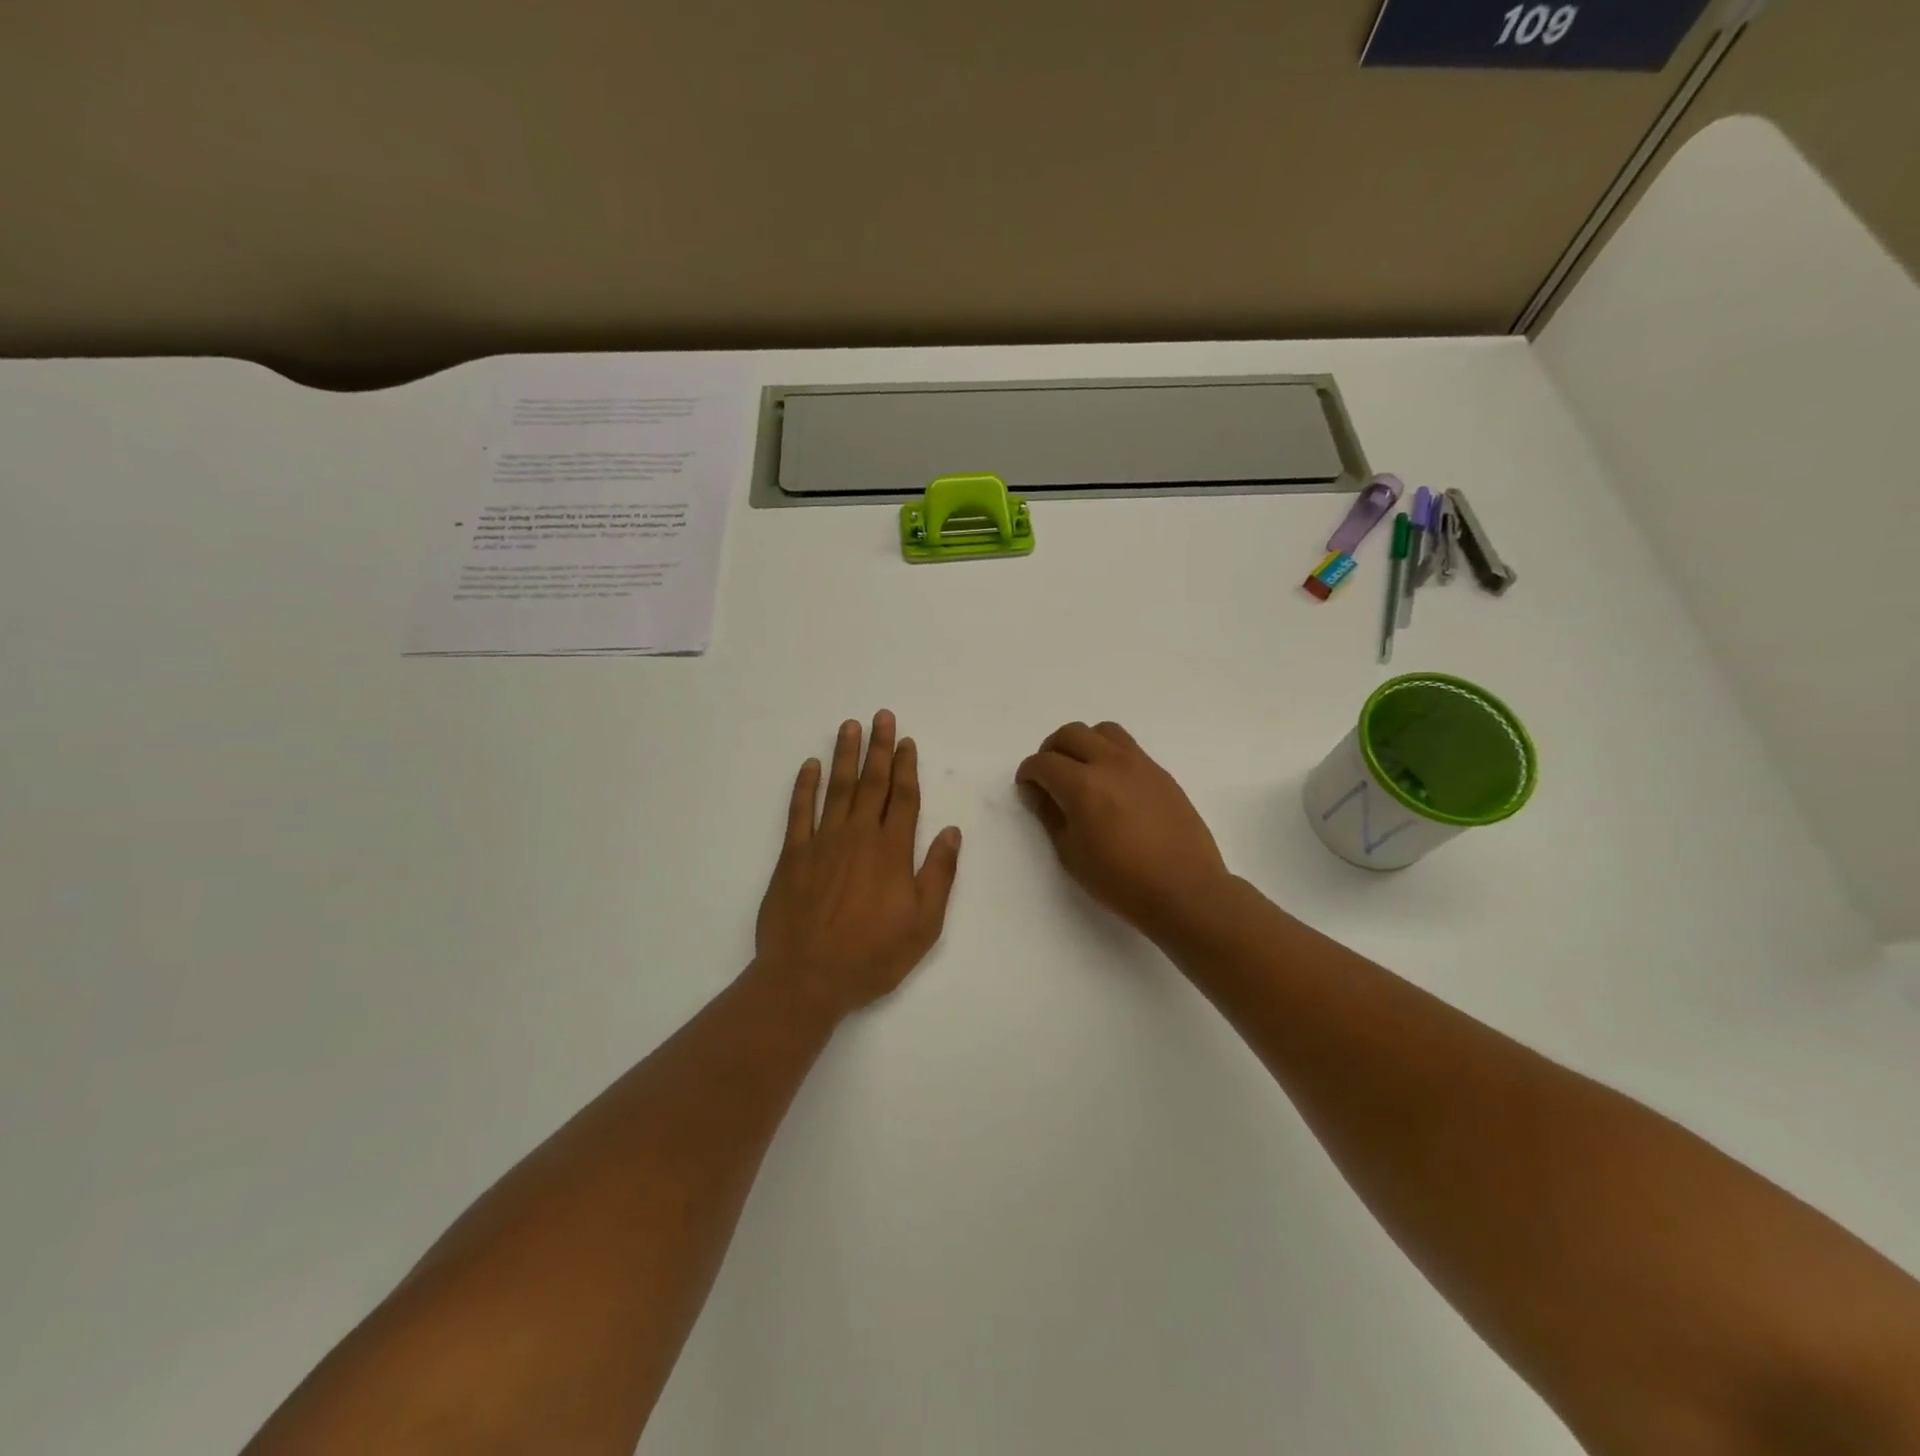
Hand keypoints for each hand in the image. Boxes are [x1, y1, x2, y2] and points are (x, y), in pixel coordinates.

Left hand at [756, 711, 961, 1018]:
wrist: (807, 978)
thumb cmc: (872, 956)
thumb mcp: (923, 924)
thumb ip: (939, 874)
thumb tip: (952, 833)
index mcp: (892, 851)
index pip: (904, 798)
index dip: (906, 767)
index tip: (906, 741)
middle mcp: (859, 836)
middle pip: (872, 783)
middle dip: (878, 748)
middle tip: (881, 716)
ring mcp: (823, 842)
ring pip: (837, 788)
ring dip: (844, 756)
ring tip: (849, 726)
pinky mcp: (793, 855)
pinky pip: (800, 812)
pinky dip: (805, 786)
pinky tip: (810, 765)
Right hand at [1016, 721, 1230, 937]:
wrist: (1185, 889)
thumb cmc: (1121, 880)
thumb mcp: (1071, 854)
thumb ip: (1051, 816)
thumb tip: (1037, 792)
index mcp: (1083, 785)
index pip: (1044, 762)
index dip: (1028, 772)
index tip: (1027, 787)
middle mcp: (1110, 763)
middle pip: (1071, 733)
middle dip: (1052, 750)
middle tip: (1049, 775)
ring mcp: (1140, 764)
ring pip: (1103, 730)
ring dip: (1084, 743)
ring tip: (1081, 770)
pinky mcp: (1160, 772)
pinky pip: (1128, 746)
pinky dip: (1109, 753)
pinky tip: (1111, 784)